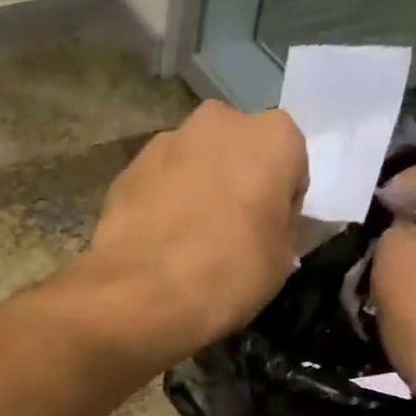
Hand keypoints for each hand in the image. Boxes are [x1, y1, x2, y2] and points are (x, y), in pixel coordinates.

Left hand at [81, 100, 306, 365]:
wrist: (142, 293)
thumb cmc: (227, 274)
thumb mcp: (280, 263)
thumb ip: (280, 231)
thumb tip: (265, 230)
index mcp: (274, 135)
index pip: (290, 167)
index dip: (280, 205)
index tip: (267, 237)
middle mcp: (219, 122)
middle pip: (237, 153)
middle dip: (235, 185)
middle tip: (228, 236)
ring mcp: (165, 142)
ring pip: (192, 165)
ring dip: (195, 191)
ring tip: (186, 243)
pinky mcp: (126, 170)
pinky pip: (156, 186)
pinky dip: (160, 206)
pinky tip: (156, 245)